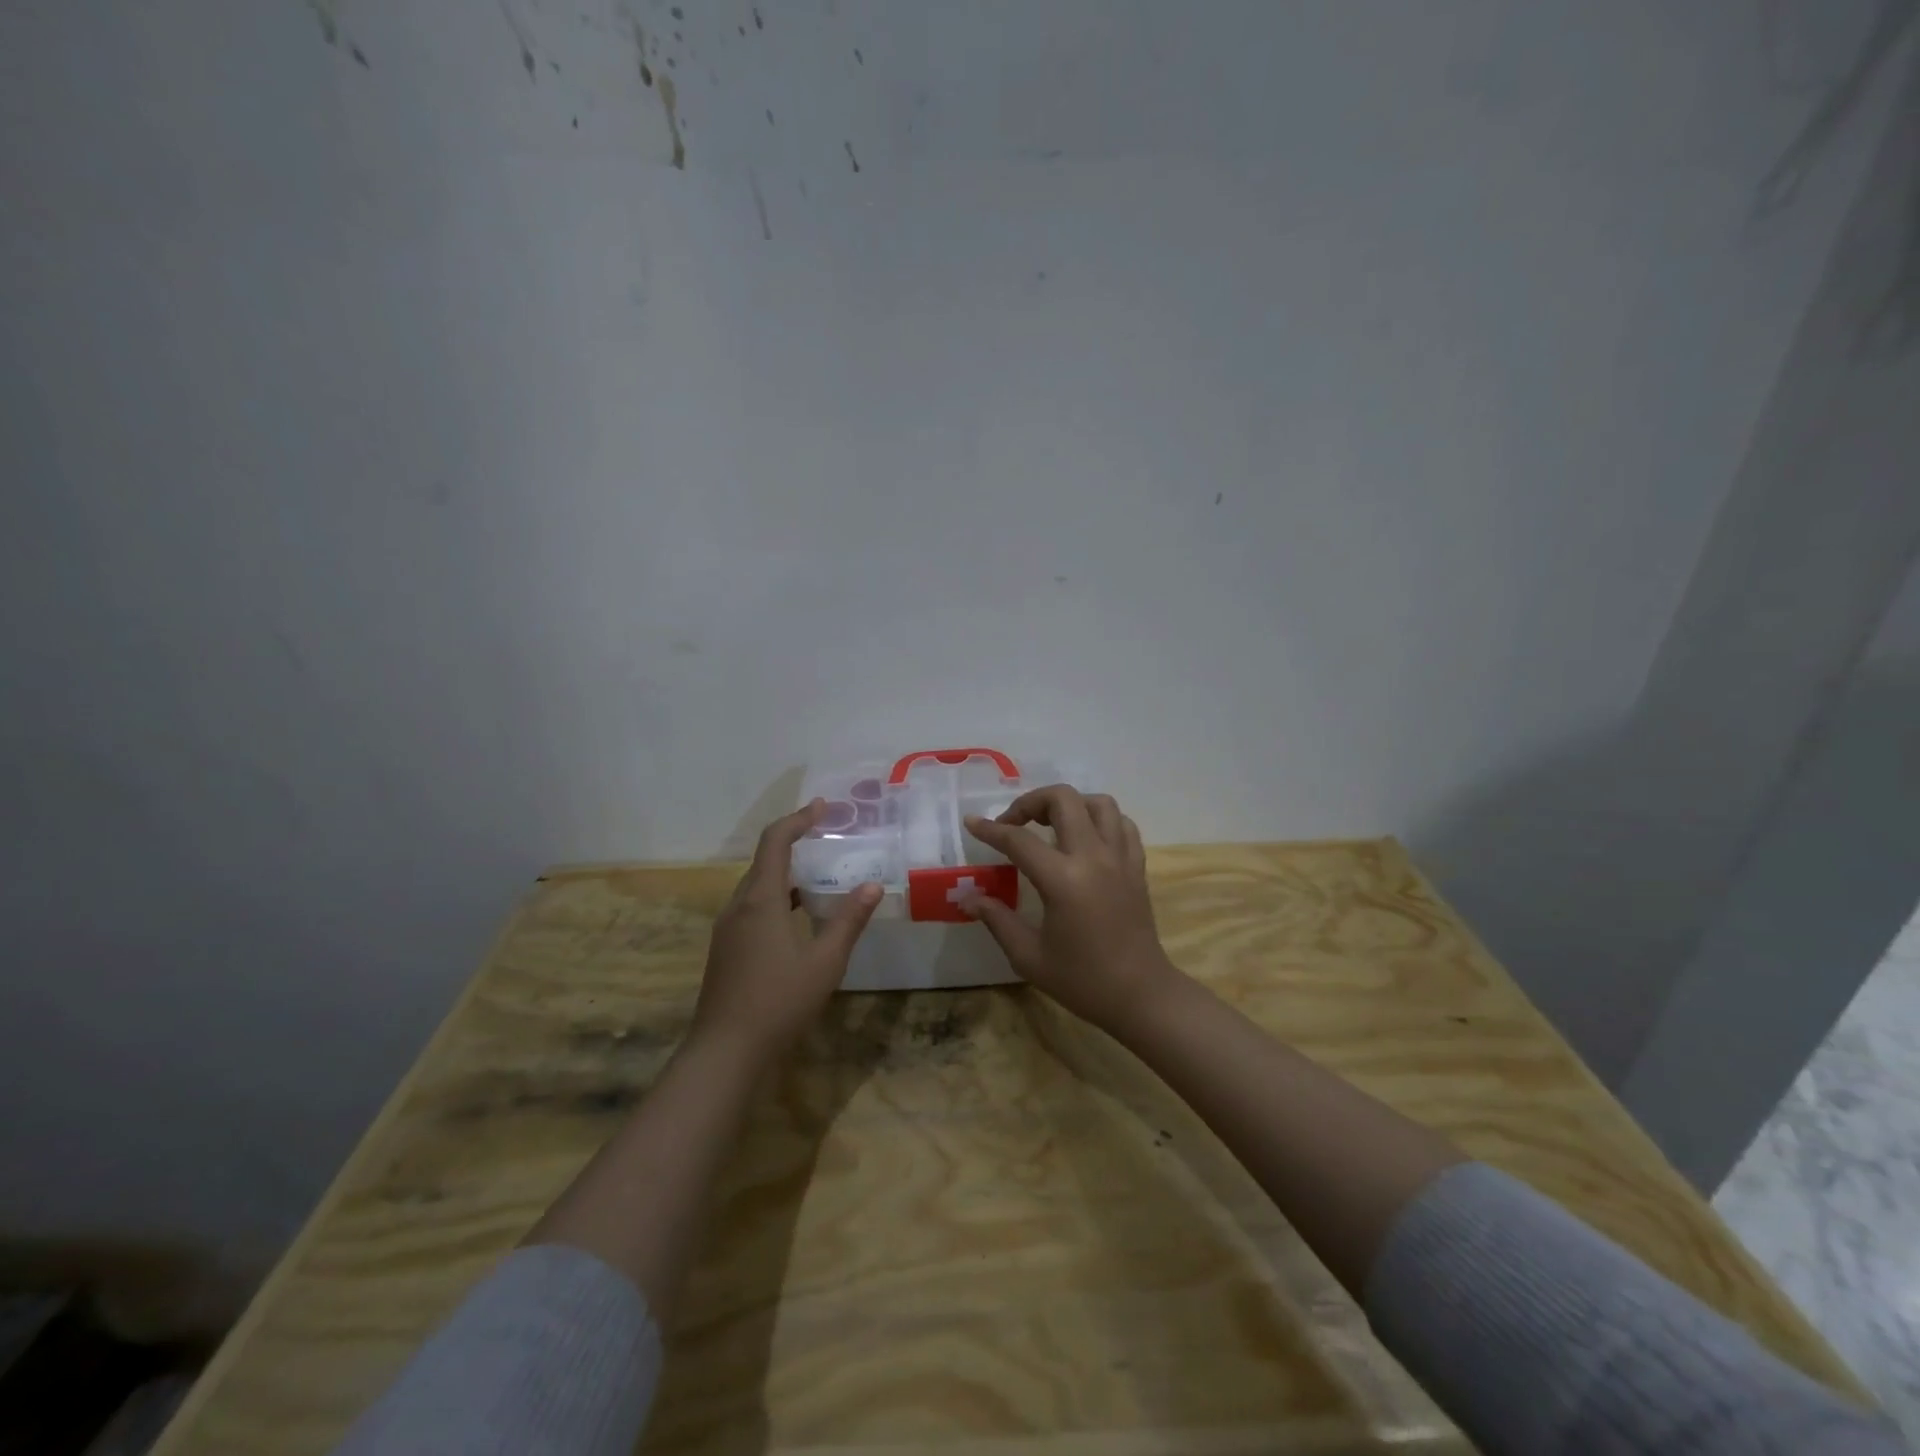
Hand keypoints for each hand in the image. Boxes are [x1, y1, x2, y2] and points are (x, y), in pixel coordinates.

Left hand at [693, 799, 882, 1060]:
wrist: (725, 1052)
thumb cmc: (779, 1002)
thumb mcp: (825, 962)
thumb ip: (849, 920)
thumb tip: (872, 885)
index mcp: (760, 900)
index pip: (775, 842)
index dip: (798, 820)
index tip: (822, 808)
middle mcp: (738, 906)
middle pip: (764, 861)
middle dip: (795, 844)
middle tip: (829, 840)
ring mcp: (728, 929)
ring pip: (757, 887)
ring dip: (786, 874)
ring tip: (820, 876)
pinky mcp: (726, 949)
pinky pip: (752, 908)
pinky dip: (777, 898)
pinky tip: (799, 918)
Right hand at [963, 786, 1183, 1036]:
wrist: (1140, 995)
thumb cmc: (1082, 980)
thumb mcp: (1028, 956)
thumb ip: (997, 920)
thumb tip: (969, 898)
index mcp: (1062, 880)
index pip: (1019, 840)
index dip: (991, 830)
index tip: (972, 823)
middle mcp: (1093, 857)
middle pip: (1063, 799)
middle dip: (1031, 802)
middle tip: (1014, 824)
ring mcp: (1120, 858)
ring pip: (1098, 802)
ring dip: (1070, 805)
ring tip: (1051, 824)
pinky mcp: (1137, 866)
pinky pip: (1122, 824)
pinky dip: (1101, 820)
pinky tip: (1086, 838)